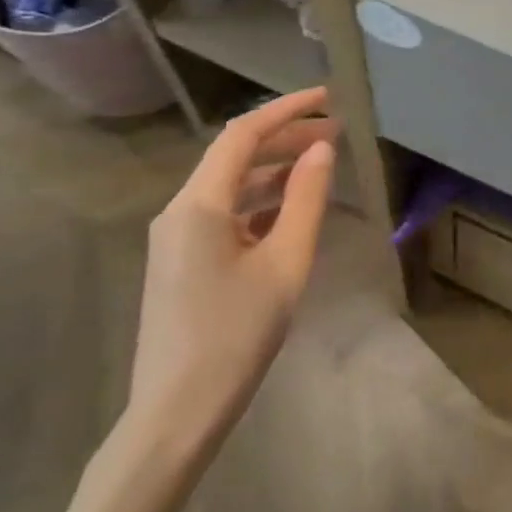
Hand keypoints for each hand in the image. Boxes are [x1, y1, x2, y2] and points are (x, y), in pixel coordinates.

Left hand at [129, 87, 338, 454]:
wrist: (176, 414)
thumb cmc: (235, 335)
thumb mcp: (284, 263)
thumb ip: (305, 199)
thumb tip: (322, 149)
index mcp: (198, 204)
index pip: (243, 135)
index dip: (286, 110)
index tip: (328, 98)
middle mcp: (180, 211)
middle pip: (235, 156)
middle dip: (285, 138)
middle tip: (336, 132)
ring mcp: (176, 237)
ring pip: (230, 185)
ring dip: (275, 170)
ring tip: (322, 165)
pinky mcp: (182, 261)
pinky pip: (224, 213)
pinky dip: (260, 201)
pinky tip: (292, 210)